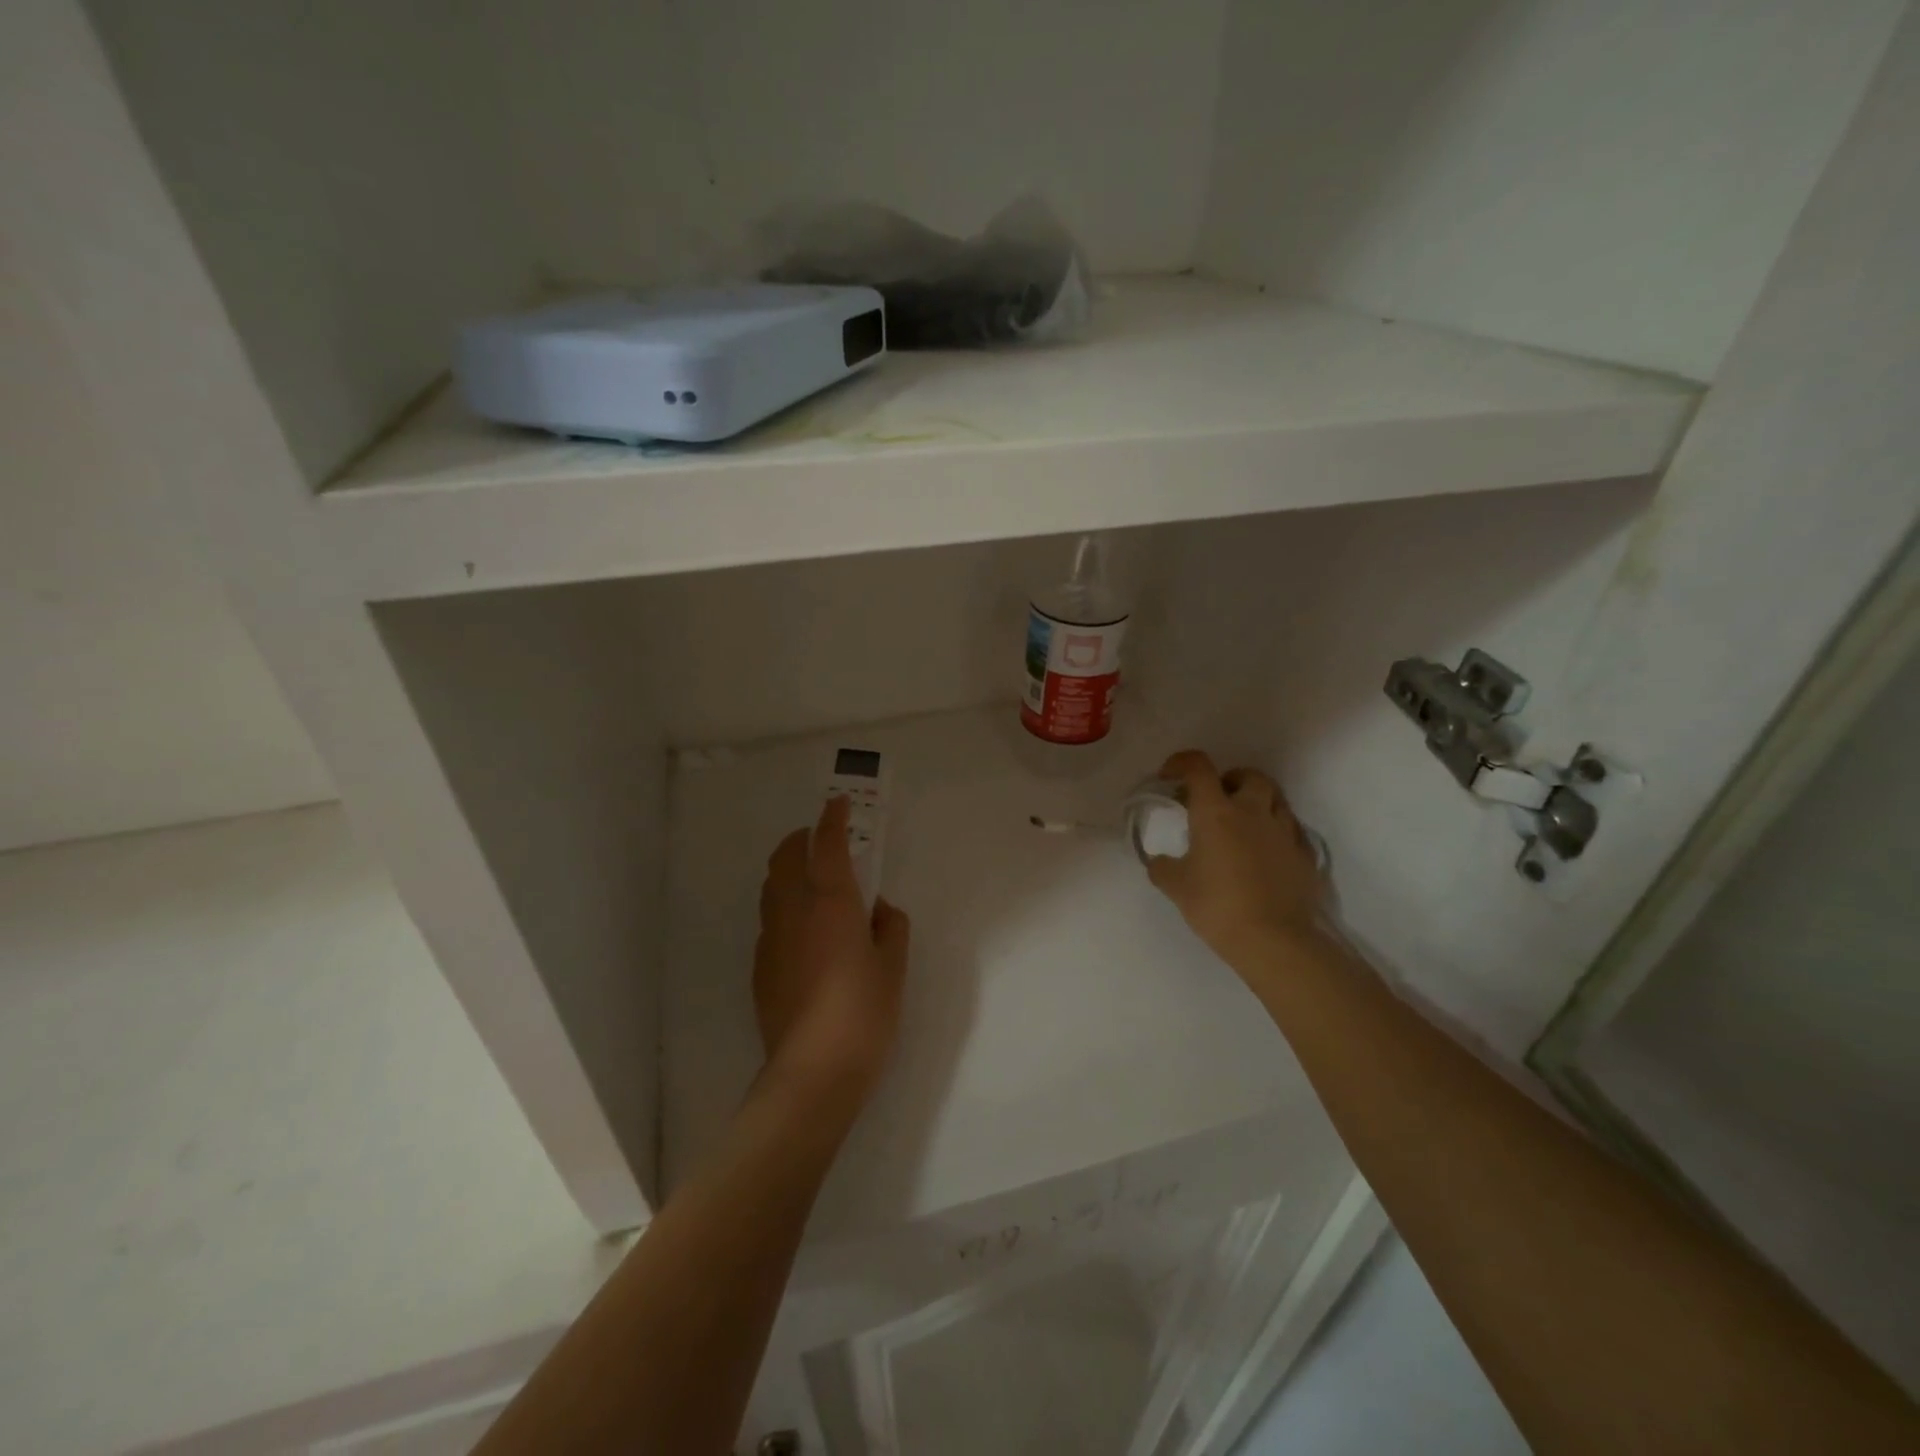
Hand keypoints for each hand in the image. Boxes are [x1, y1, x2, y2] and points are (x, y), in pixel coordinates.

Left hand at [754, 796, 910, 1107]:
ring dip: (788, 870)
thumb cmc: (864, 1012)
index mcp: (833, 903)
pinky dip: (783, 906)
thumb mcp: (894, 967)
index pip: (828, 845)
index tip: (836, 802)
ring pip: (772, 887)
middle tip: (820, 838)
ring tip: (810, 879)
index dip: (832, 818)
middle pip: (787, 858)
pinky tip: (802, 930)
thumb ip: (890, 927)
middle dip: (801, 838)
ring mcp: (771, 939)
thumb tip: (878, 909)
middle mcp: (795, 911)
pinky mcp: (760, 967)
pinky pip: (770, 920)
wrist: (813, 1072)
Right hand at [1146, 750, 1329, 968]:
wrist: (1274, 940)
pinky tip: (1265, 854)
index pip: (1198, 767)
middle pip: (1248, 776)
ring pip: (1276, 799)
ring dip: (1257, 803)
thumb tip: (1158, 861)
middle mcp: (1252, 811)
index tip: (1170, 776)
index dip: (1181, 763)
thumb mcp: (1176, 887)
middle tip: (1215, 801)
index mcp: (1216, 811)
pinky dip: (1276, 833)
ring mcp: (1284, 832)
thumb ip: (1162, 867)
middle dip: (1230, 780)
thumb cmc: (1217, 906)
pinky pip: (1291, 831)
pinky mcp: (1305, 855)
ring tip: (1242, 826)